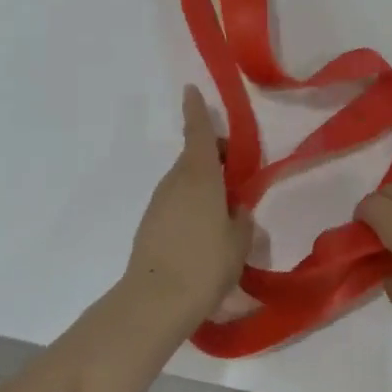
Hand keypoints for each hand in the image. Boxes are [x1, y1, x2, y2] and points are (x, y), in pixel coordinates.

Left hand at [123, 87, 253, 325]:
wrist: (155, 301)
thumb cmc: (206, 262)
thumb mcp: (239, 240)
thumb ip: (241, 217)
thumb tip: (235, 210)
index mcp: (200, 174)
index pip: (198, 132)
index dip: (196, 110)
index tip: (191, 90)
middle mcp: (176, 181)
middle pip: (195, 157)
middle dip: (215, 157)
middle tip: (237, 177)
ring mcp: (159, 202)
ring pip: (185, 180)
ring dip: (204, 184)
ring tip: (225, 212)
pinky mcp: (150, 224)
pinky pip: (176, 202)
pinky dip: (191, 204)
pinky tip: (204, 233)